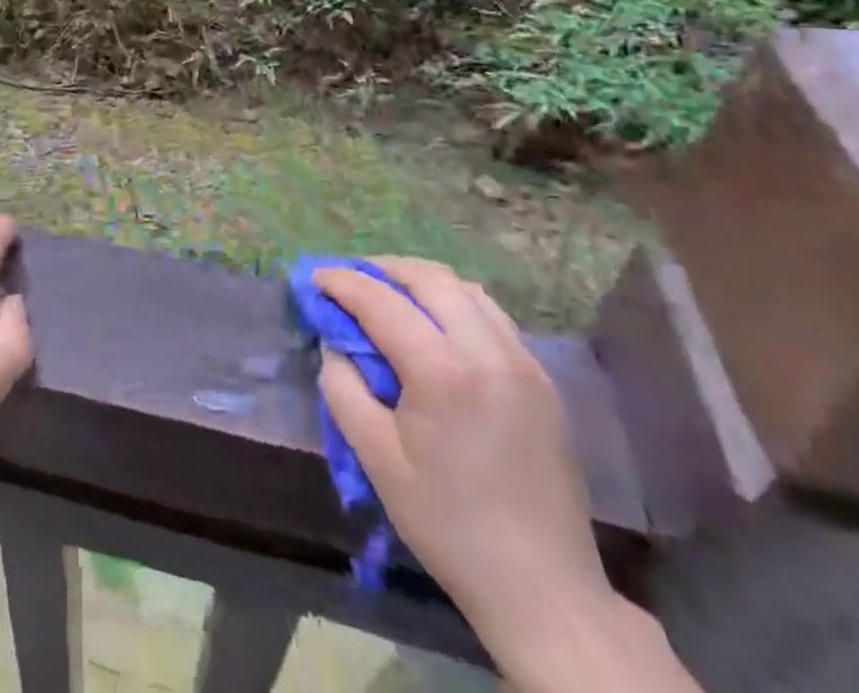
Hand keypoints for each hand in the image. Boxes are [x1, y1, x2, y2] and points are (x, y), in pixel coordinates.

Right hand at [315, 258, 612, 666]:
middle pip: (429, 279)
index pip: (381, 302)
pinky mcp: (543, 381)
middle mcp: (488, 352)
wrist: (543, 589)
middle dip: (383, 269)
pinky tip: (437, 327)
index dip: (342, 283)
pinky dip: (456, 304)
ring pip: (466, 290)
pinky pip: (493, 317)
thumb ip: (344, 389)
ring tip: (391, 295)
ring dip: (422, 282)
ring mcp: (524, 363)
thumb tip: (336, 345)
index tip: (315, 278)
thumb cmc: (448, 524)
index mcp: (444, 373)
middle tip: (351, 280)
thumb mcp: (376, 459)